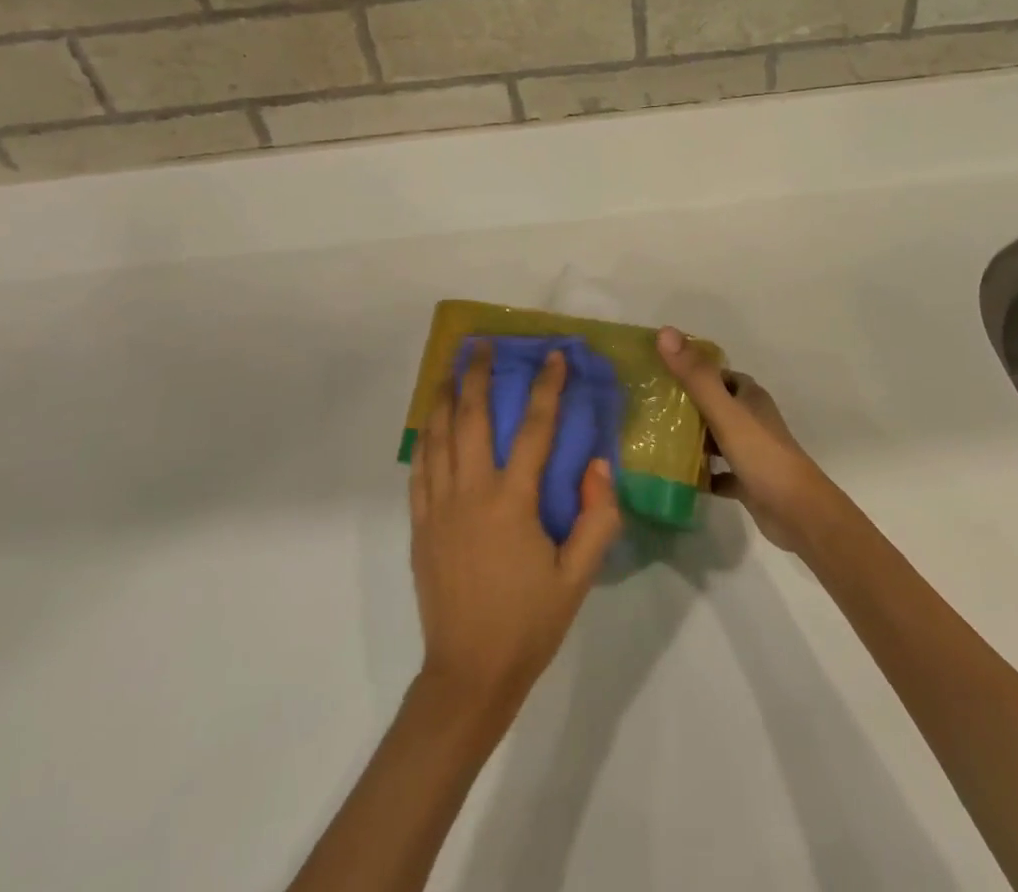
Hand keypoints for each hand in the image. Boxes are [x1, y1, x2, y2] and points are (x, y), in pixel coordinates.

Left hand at [409, 343, 620, 723]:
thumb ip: (596, 518)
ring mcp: (438, 507)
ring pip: (436, 436)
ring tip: (449, 367)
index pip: (533, 429)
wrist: (468, 674)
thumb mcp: (578, 577)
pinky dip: (424, 437)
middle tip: (480, 343)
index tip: (553, 355)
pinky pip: (419, 469)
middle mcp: (470, 493)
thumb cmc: (529, 623)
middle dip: (475, 374)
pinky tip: (429, 422)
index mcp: (511, 502)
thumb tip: (598, 465)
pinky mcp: (419, 525)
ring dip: (443, 396)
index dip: (545, 387)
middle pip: (469, 418)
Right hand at [658, 327, 844, 556]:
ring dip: (692, 439)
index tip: (659, 372)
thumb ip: (696, 376)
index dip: (691, 370)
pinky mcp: (748, 481)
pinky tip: (678, 477)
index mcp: (749, 396)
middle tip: (650, 407)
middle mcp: (751, 418)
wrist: (798, 513)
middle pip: (714, 404)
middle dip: (686, 405)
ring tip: (655, 439)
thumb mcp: (725, 412)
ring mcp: (751, 451)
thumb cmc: (762, 455)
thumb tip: (665, 332)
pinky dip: (702, 473)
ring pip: (715, 437)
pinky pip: (718, 472)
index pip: (717, 373)